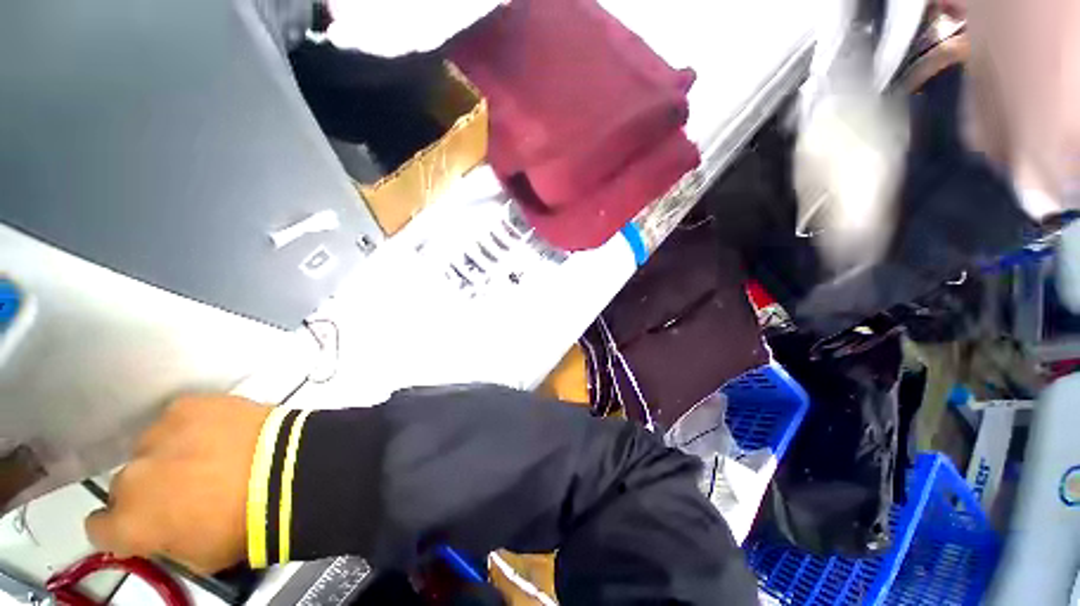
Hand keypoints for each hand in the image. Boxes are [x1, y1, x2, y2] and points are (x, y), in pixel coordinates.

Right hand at [85, 395, 270, 573]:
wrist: (288, 470)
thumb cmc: (246, 524)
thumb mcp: (198, 557)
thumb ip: (164, 543)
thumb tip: (160, 532)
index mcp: (129, 522)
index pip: (100, 528)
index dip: (120, 529)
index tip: (140, 524)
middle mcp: (131, 476)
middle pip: (127, 484)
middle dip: (150, 489)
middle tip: (188, 488)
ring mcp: (159, 434)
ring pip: (151, 447)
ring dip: (171, 453)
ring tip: (211, 456)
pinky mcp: (190, 405)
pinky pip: (181, 417)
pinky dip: (195, 425)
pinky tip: (221, 433)